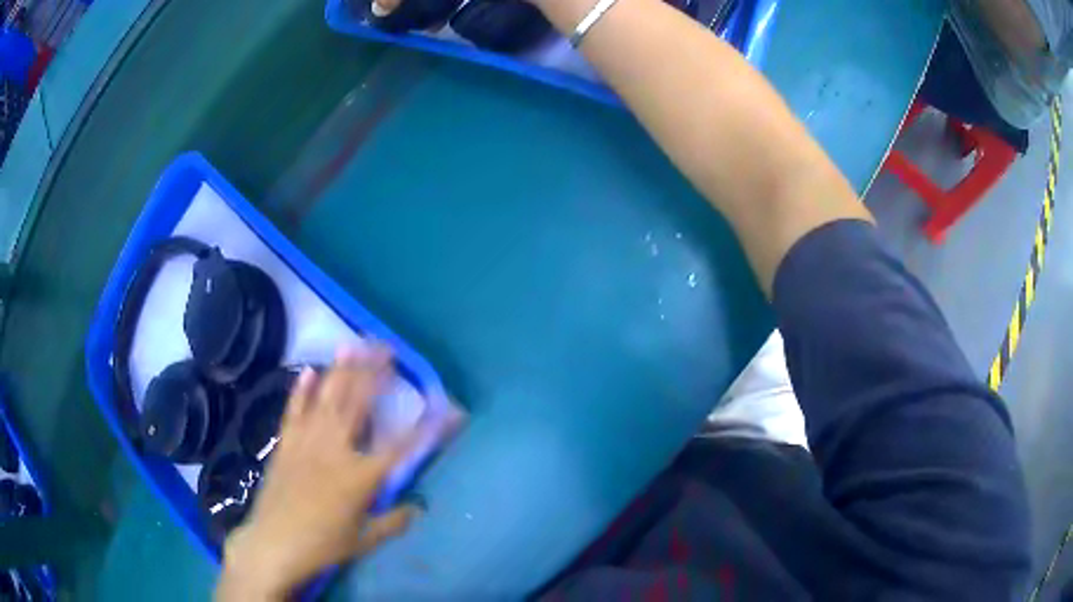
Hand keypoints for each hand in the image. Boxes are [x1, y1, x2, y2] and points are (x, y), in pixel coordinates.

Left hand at [217, 346, 427, 599]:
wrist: (273, 543)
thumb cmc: (323, 546)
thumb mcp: (364, 540)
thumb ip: (394, 521)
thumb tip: (418, 507)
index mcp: (361, 476)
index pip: (403, 446)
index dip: (429, 427)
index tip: (450, 409)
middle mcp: (335, 450)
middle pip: (359, 405)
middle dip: (375, 374)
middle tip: (388, 349)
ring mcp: (307, 442)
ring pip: (328, 399)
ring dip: (341, 371)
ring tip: (353, 346)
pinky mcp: (286, 444)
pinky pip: (295, 411)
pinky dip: (302, 390)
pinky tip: (310, 371)